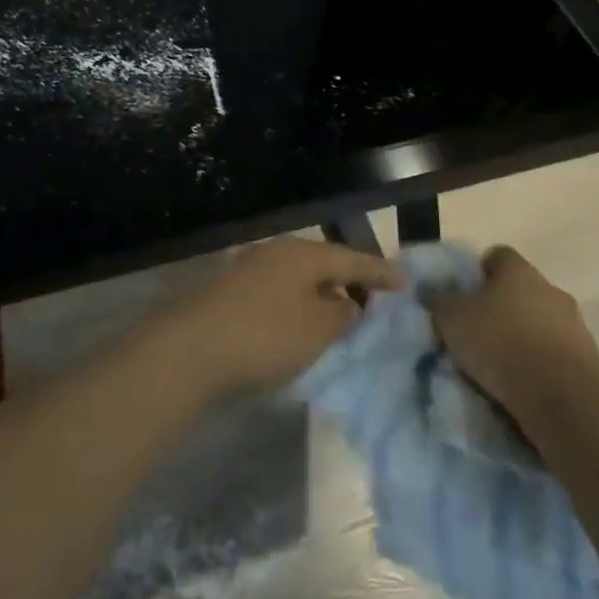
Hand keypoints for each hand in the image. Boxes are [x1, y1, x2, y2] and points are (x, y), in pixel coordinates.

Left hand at [165, 238, 401, 395]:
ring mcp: (252, 267)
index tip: (405, 280)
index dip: (380, 271)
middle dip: (350, 280)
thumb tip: (349, 303)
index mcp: (304, 253)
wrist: (192, 346)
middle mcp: (278, 251)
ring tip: (340, 313)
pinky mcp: (233, 290)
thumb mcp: (317, 329)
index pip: (353, 259)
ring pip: (299, 277)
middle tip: (374, 297)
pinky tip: (300, 323)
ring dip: (322, 294)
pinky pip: (280, 291)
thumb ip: (342, 314)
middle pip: (324, 263)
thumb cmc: (266, 334)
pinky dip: (298, 304)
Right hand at [430, 246, 598, 410]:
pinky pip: (556, 354)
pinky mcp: (589, 361)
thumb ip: (439, 299)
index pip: (497, 255)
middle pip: (521, 290)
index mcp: (518, 270)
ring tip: (501, 364)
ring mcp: (574, 324)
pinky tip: (525, 384)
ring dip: (524, 336)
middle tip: (478, 331)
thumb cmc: (500, 344)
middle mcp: (549, 288)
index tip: (463, 295)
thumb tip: (429, 288)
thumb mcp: (452, 319)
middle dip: (502, 307)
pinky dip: (542, 364)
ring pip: (541, 322)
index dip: (478, 272)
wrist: (563, 399)